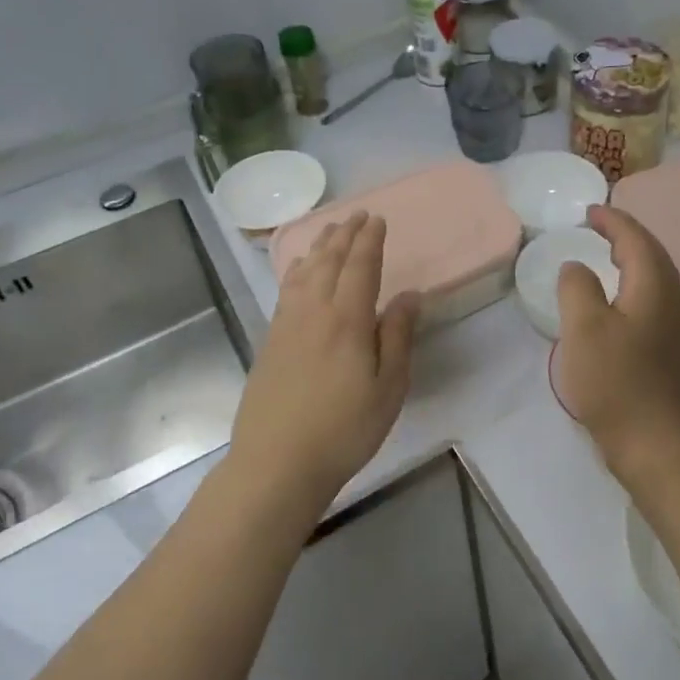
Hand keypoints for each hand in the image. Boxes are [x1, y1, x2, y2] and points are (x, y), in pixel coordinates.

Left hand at [231, 212, 419, 504]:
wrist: (276, 463)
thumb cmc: (344, 429)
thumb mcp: (388, 388)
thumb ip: (398, 336)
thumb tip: (409, 295)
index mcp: (347, 319)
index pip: (360, 266)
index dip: (370, 240)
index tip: (377, 219)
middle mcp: (313, 312)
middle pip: (329, 262)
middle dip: (344, 235)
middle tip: (356, 215)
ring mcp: (286, 325)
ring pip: (304, 273)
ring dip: (319, 247)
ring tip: (329, 231)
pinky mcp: (270, 342)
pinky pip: (286, 291)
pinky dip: (297, 271)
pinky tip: (300, 272)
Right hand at [554, 205, 679, 494]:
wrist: (665, 451)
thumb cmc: (620, 384)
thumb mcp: (584, 329)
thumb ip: (577, 288)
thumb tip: (578, 267)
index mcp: (654, 286)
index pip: (636, 238)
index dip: (612, 220)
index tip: (590, 211)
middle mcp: (673, 302)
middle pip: (652, 256)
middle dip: (626, 237)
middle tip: (598, 230)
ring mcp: (678, 332)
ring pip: (655, 282)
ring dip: (631, 264)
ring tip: (605, 261)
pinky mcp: (674, 357)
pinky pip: (652, 306)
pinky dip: (632, 292)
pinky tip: (616, 310)